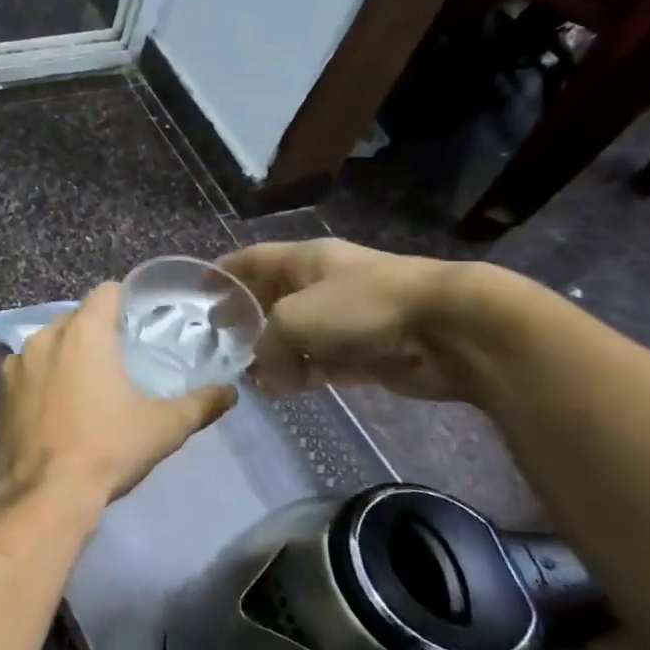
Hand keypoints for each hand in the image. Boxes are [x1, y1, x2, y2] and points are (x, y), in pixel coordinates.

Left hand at [0, 282, 234, 506]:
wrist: (45, 493)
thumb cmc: (108, 448)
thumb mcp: (164, 427)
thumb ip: (201, 403)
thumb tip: (230, 392)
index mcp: (83, 333)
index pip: (106, 293)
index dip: (125, 301)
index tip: (139, 321)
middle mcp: (45, 337)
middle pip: (76, 318)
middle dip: (96, 331)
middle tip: (119, 359)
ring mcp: (15, 363)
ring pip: (48, 343)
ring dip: (66, 354)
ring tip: (86, 385)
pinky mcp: (0, 390)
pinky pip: (26, 370)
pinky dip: (41, 378)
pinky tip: (55, 407)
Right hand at [218, 239, 483, 401]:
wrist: (450, 328)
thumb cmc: (362, 306)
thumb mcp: (293, 319)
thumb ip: (265, 345)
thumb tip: (265, 373)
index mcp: (305, 260)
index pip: (252, 260)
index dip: (224, 272)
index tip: (199, 290)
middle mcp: (323, 285)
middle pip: (273, 299)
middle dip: (247, 319)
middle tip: (220, 341)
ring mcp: (348, 319)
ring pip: (298, 336)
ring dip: (275, 355)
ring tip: (250, 377)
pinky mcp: (370, 352)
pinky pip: (325, 362)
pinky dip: (305, 373)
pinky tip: (287, 389)